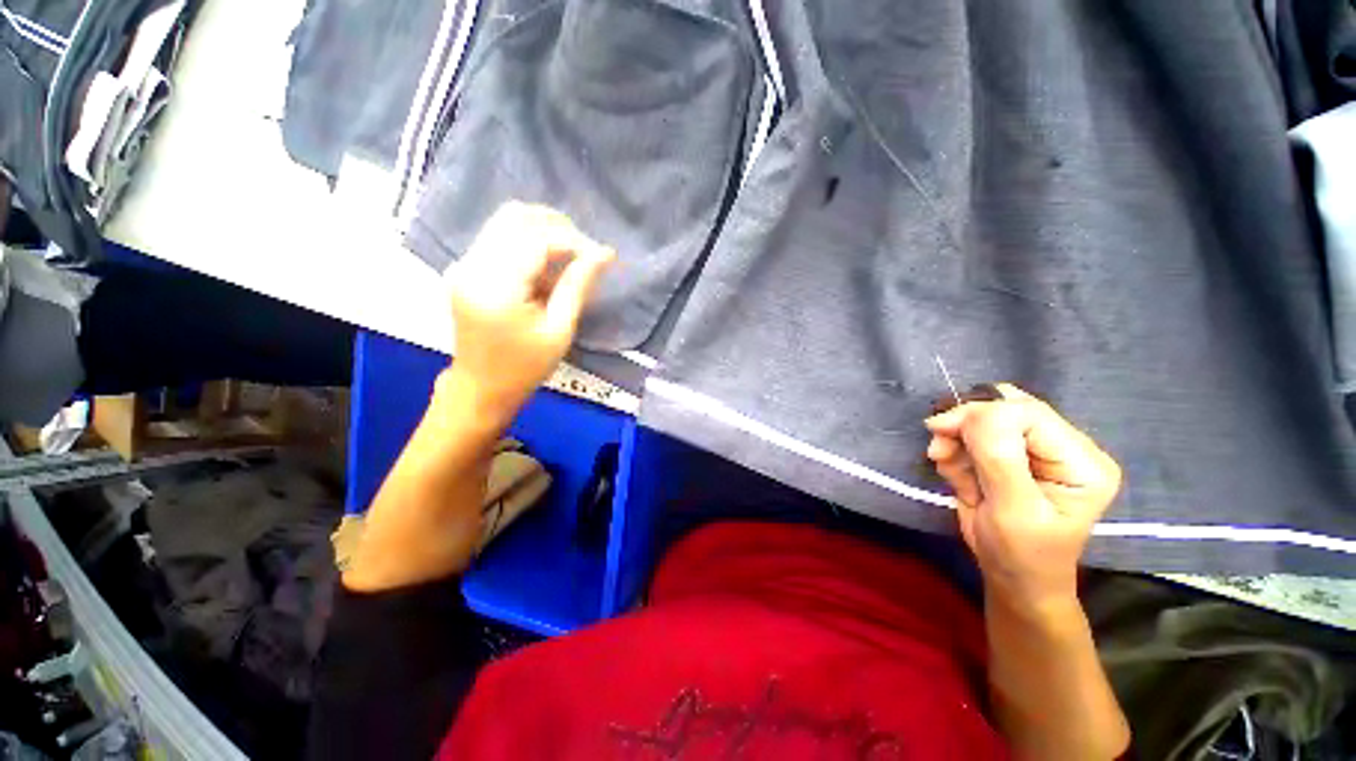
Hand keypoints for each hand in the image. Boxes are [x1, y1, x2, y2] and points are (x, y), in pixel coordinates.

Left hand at [445, 201, 614, 425]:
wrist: (481, 387)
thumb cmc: (525, 367)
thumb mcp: (559, 330)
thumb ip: (577, 285)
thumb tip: (603, 254)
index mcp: (496, 287)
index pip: (537, 240)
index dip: (574, 241)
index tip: (601, 256)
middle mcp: (472, 265)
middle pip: (515, 217)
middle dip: (557, 226)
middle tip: (585, 251)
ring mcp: (464, 264)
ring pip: (506, 222)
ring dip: (543, 231)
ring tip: (570, 257)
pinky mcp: (466, 268)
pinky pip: (499, 238)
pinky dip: (528, 242)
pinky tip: (547, 266)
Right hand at [924, 385, 1120, 609]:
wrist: (1012, 579)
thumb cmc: (1021, 554)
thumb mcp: (1012, 510)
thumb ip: (999, 458)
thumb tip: (974, 411)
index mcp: (1082, 462)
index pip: (1029, 413)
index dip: (981, 414)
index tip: (938, 429)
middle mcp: (1063, 448)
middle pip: (1006, 409)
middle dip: (965, 427)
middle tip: (939, 450)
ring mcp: (1035, 451)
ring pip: (983, 421)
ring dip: (957, 444)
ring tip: (953, 476)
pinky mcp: (1010, 457)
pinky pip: (972, 438)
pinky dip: (956, 454)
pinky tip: (960, 480)